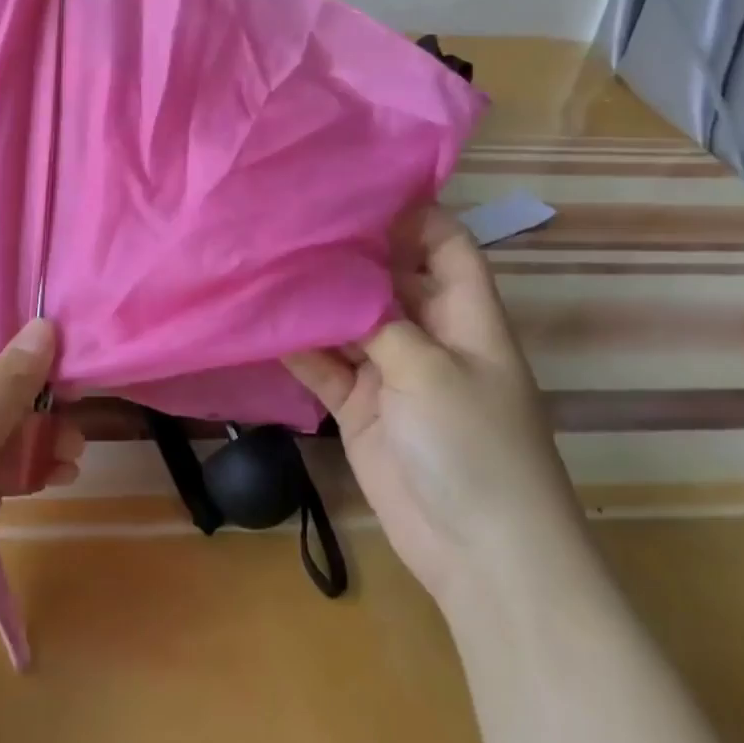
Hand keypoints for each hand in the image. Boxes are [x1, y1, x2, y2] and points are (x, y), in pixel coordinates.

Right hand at [285, 203, 588, 606]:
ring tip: (266, 257)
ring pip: (348, 318)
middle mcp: (427, 332)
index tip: (354, 184)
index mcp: (464, 314)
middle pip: (387, 275)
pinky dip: (299, 346)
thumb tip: (332, 275)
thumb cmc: (474, 447)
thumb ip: (376, 318)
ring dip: (315, 298)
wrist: (482, 558)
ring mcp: (392, 370)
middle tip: (290, 216)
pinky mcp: (361, 406)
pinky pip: (325, 364)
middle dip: (346, 250)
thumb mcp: (429, 369)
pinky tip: (261, 320)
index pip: (444, 242)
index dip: (410, 211)